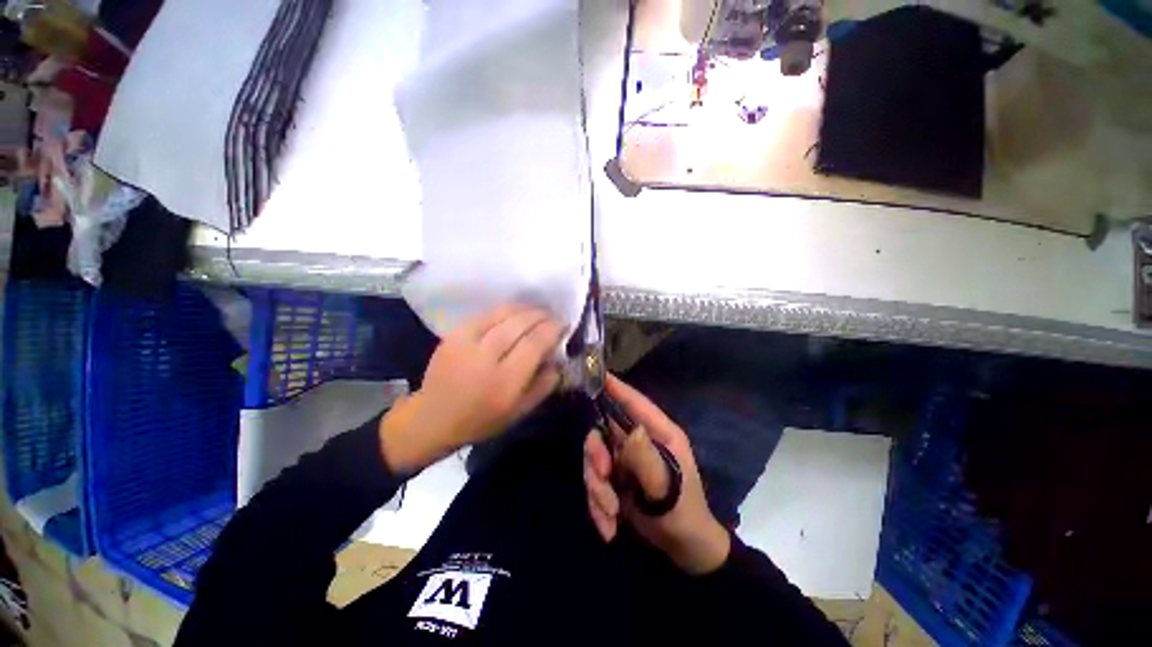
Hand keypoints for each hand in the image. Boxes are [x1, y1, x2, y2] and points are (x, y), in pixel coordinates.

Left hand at [380, 305, 565, 472]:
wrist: (433, 417)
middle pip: (520, 324)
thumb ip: (544, 385)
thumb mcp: (520, 412)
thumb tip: (558, 358)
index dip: (552, 329)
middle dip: (541, 315)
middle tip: (552, 316)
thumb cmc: (482, 420)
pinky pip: (486, 314)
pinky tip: (514, 314)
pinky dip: (505, 311)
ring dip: (525, 309)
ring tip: (537, 312)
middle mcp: (486, 357)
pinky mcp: (454, 334)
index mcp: (505, 381)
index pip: (535, 343)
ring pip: (503, 314)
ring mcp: (466, 342)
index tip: (563, 325)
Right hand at [583, 375, 730, 574]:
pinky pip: (595, 481)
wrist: (683, 550)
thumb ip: (647, 460)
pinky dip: (597, 505)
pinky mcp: (616, 478)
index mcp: (659, 433)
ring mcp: (625, 459)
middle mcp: (639, 440)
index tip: (596, 375)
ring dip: (597, 489)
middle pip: (603, 432)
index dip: (616, 387)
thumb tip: (631, 430)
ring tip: (610, 515)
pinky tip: (609, 527)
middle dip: (597, 459)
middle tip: (603, 479)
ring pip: (595, 460)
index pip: (635, 402)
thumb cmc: (683, 513)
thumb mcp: (666, 488)